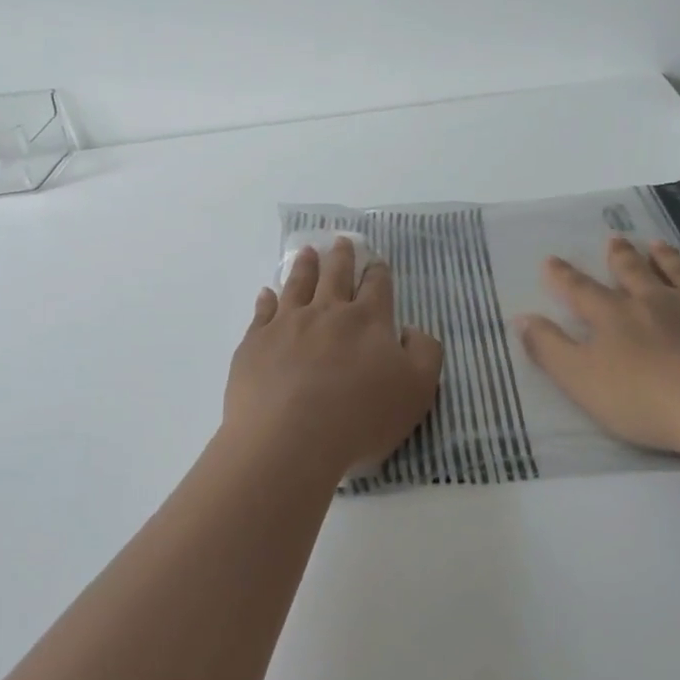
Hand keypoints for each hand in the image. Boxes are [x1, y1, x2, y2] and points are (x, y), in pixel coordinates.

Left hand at [223, 238, 443, 480]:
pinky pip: (262, 312)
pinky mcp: (256, 342)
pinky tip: (266, 293)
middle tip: (341, 241)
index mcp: (368, 320)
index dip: (378, 272)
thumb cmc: (360, 417)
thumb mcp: (417, 390)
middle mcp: (327, 312)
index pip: (376, 286)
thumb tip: (409, 331)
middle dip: (341, 256)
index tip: (376, 261)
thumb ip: (424, 353)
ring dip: (305, 266)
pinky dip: (266, 299)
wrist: (289, 439)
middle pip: (335, 275)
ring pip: (297, 284)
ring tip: (307, 252)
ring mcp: (287, 324)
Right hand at [515, 236, 679, 459]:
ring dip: (668, 258)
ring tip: (658, 243)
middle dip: (621, 257)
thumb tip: (521, 317)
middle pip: (634, 273)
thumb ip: (550, 348)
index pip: (581, 291)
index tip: (551, 260)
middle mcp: (656, 301)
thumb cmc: (645, 399)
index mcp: (615, 316)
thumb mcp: (581, 380)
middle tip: (614, 240)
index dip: (563, 277)